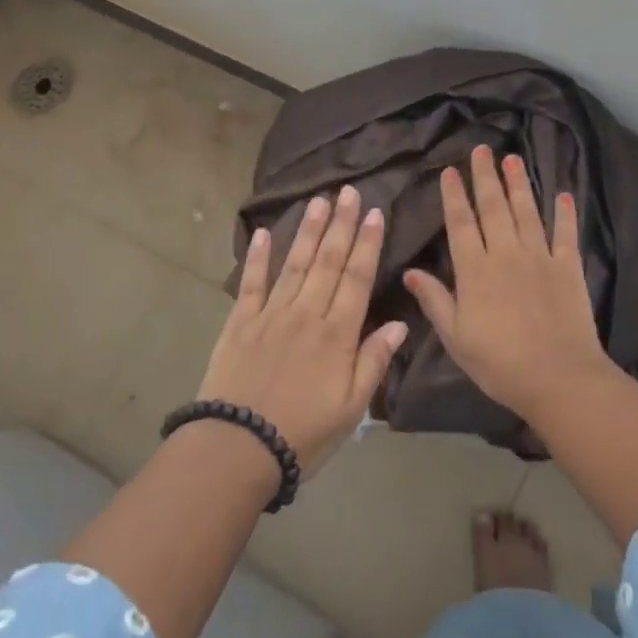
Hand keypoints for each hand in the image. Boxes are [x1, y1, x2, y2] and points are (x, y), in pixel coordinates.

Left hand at [198, 185, 407, 476]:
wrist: (237, 447)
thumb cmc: (303, 434)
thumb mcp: (351, 407)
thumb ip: (374, 361)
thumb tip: (400, 323)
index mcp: (336, 334)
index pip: (356, 278)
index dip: (366, 244)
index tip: (373, 212)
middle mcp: (305, 314)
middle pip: (327, 261)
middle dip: (340, 224)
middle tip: (348, 190)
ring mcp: (269, 314)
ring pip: (293, 264)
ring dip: (307, 230)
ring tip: (318, 200)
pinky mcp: (239, 322)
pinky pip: (251, 283)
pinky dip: (257, 257)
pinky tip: (262, 232)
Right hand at [404, 147, 611, 415]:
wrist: (557, 377)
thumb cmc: (499, 362)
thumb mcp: (455, 337)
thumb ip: (435, 300)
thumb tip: (411, 271)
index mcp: (475, 270)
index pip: (461, 224)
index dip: (454, 196)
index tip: (450, 171)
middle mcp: (506, 254)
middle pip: (494, 208)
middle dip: (485, 177)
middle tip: (482, 149)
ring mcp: (540, 258)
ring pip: (527, 212)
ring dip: (519, 184)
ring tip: (513, 158)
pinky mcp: (568, 268)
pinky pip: (565, 234)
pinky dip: (564, 214)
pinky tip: (562, 195)